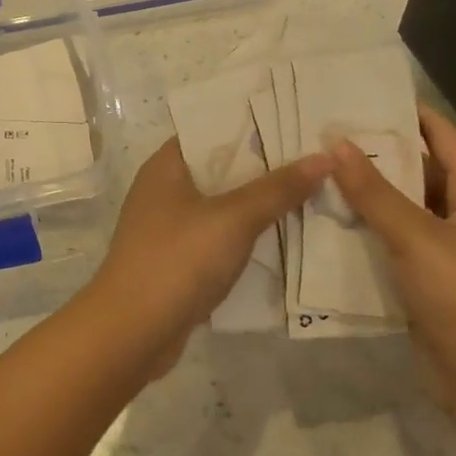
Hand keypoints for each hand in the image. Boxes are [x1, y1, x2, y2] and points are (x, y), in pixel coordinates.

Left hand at [86, 137, 331, 371]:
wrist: (132, 333)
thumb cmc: (177, 260)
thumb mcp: (233, 219)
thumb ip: (277, 188)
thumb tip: (324, 157)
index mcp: (167, 165)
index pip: (214, 129)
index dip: (255, 124)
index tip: (299, 122)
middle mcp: (164, 189)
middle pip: (222, 167)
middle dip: (266, 166)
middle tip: (318, 159)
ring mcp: (169, 226)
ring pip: (223, 205)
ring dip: (259, 203)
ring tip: (313, 193)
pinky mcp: (177, 260)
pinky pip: (219, 236)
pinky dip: (246, 235)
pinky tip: (284, 237)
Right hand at [327, 106, 455, 419]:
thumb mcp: (415, 236)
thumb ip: (373, 191)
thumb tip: (336, 142)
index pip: (445, 139)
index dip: (412, 114)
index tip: (366, 95)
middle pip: (420, 171)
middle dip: (379, 153)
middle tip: (328, 133)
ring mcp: (446, 252)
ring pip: (403, 208)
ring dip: (368, 193)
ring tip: (320, 169)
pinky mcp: (427, 281)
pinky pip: (393, 242)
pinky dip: (367, 228)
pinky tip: (330, 219)